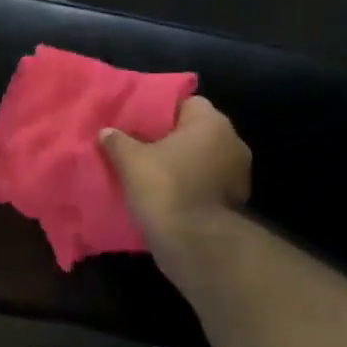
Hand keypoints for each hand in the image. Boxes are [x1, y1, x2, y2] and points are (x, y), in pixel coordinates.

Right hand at [99, 96, 250, 248]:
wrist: (194, 242)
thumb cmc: (164, 188)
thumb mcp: (130, 161)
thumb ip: (118, 141)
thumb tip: (106, 132)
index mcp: (212, 123)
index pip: (188, 103)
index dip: (164, 112)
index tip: (143, 125)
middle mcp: (233, 142)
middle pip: (198, 132)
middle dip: (174, 140)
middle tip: (145, 148)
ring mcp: (239, 174)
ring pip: (205, 160)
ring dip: (186, 166)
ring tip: (156, 174)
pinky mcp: (236, 202)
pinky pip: (209, 185)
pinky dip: (194, 188)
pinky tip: (171, 197)